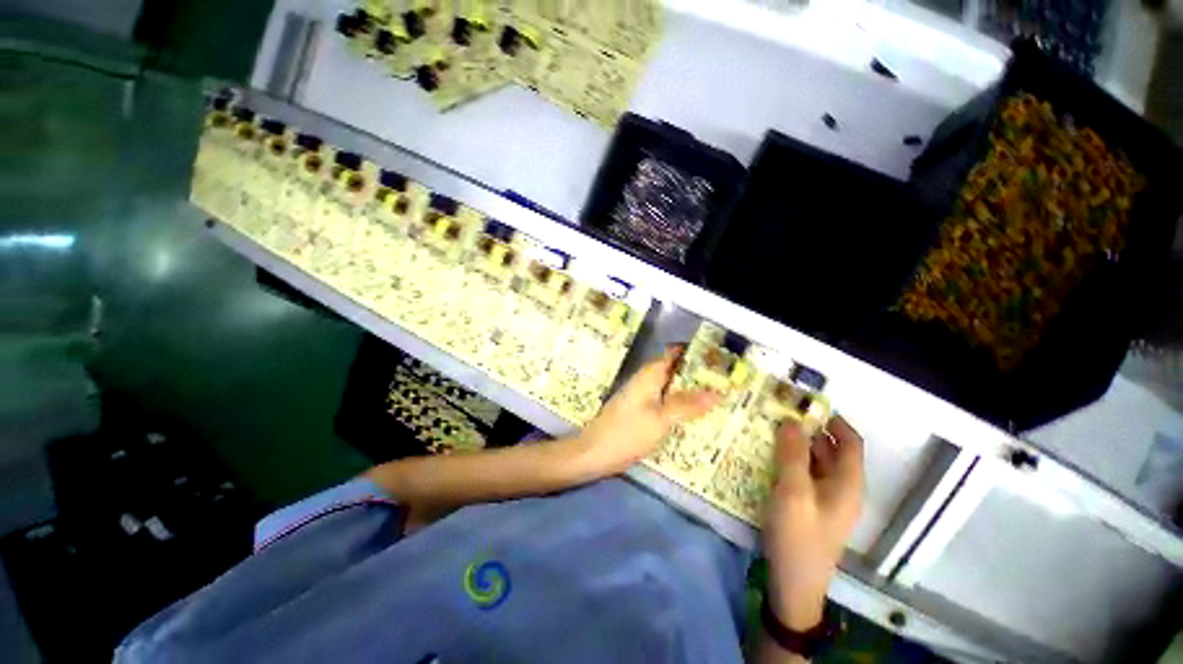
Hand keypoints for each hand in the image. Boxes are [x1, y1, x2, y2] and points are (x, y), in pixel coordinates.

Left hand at [575, 346, 720, 476]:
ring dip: (690, 390)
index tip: (719, 357)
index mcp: (649, 375)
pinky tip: (695, 415)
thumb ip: (686, 405)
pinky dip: (680, 404)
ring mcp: (642, 396)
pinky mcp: (641, 411)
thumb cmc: (627, 432)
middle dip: (697, 374)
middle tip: (726, 381)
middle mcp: (646, 381)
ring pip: (671, 387)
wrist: (595, 453)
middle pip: (675, 370)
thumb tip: (717, 392)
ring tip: (719, 396)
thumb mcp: (660, 419)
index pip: (674, 353)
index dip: (695, 352)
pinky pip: (665, 401)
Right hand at [763, 417, 864, 630]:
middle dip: (811, 430)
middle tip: (781, 412)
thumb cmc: (798, 535)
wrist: (795, 583)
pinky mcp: (812, 508)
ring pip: (817, 463)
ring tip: (772, 429)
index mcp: (848, 483)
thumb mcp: (793, 491)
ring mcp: (827, 499)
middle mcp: (842, 488)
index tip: (807, 404)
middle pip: (833, 450)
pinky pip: (806, 475)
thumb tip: (791, 421)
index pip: (850, 442)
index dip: (834, 421)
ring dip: (799, 445)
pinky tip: (772, 457)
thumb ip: (793, 454)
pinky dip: (793, 461)